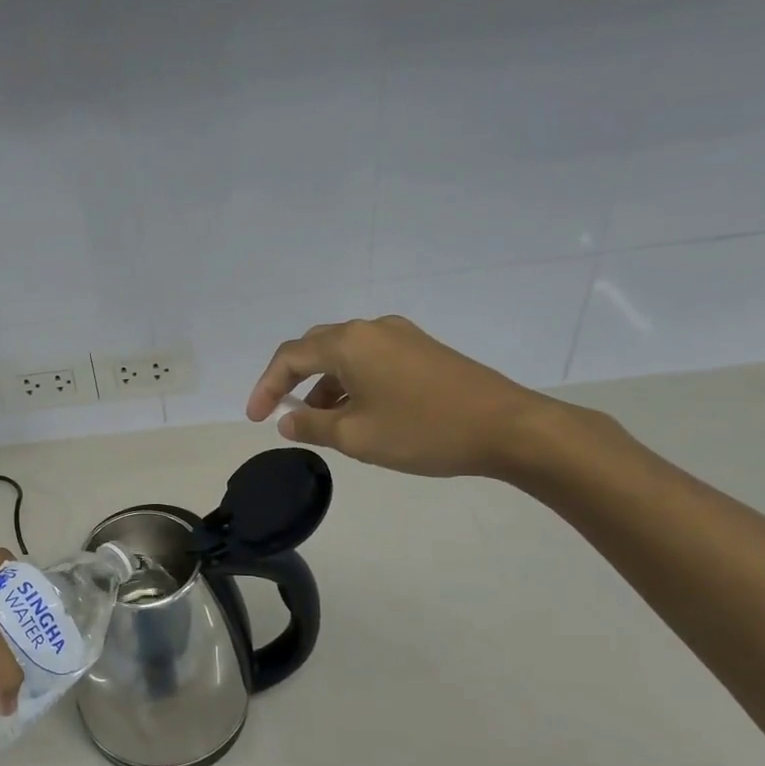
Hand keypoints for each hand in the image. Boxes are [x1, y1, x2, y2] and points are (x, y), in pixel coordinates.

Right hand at [245, 315, 558, 478]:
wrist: (508, 427)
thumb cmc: (423, 431)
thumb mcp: (357, 436)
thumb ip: (313, 425)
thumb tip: (288, 420)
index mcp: (348, 343)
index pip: (290, 357)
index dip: (266, 386)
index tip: (256, 418)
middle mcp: (371, 329)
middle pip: (316, 347)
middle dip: (293, 380)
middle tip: (283, 413)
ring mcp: (401, 336)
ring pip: (346, 354)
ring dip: (325, 384)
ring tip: (322, 421)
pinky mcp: (423, 349)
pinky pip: (372, 358)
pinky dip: (353, 381)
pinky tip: (360, 411)